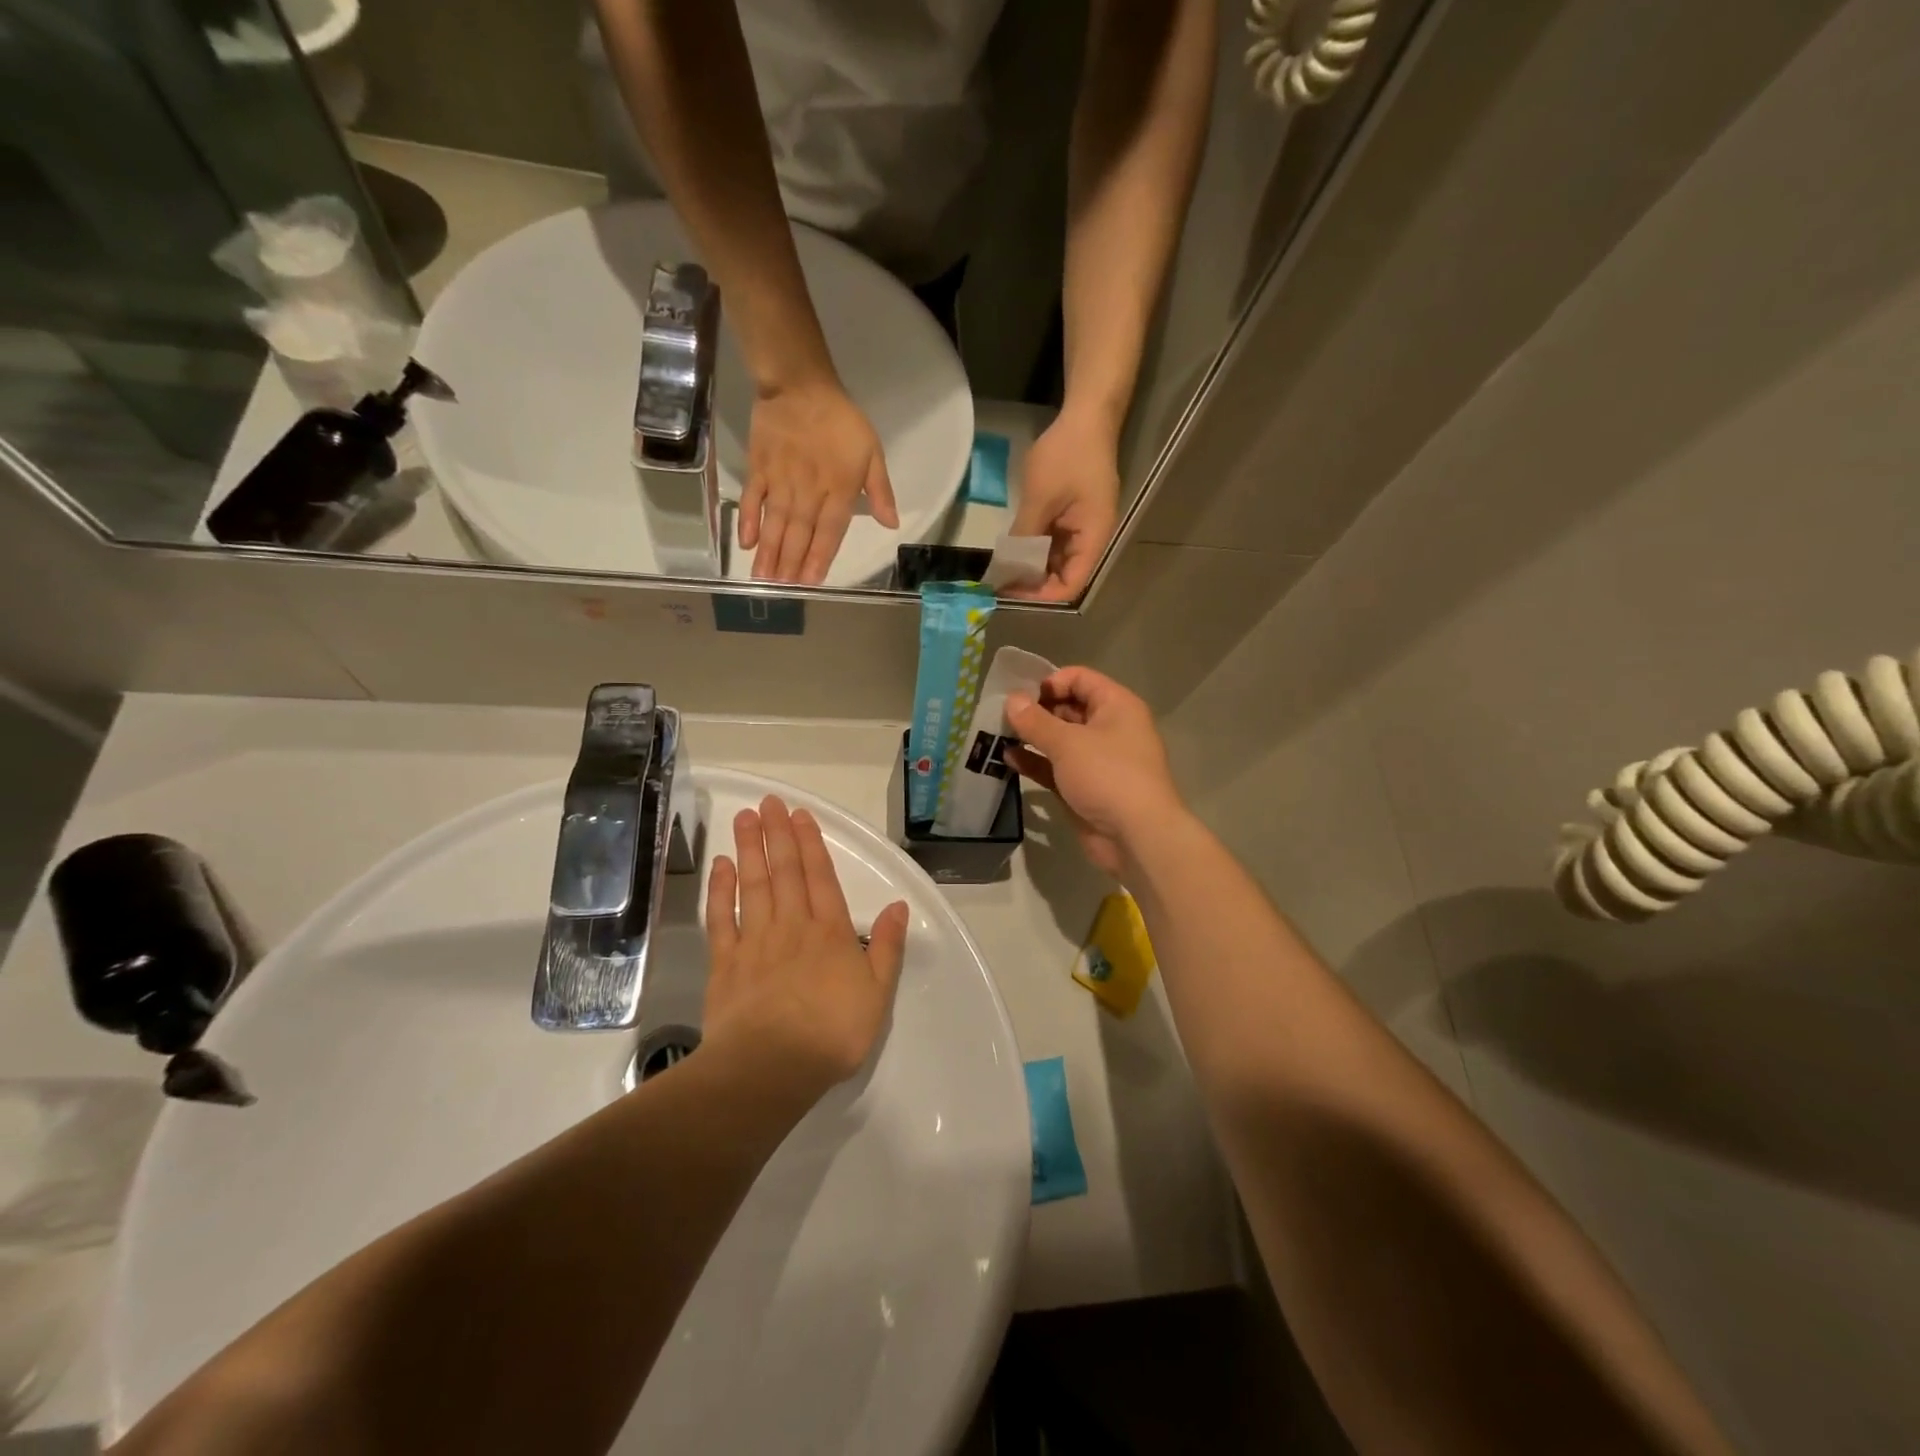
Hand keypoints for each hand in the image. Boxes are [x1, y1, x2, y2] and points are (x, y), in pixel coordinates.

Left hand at [702, 796, 909, 1099]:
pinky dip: (720, 890)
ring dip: (750, 849)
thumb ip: (888, 947)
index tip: (799, 814)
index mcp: (830, 932)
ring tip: (745, 818)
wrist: (771, 1067)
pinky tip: (720, 866)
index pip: (820, 877)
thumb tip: (898, 905)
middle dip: (778, 834)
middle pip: (785, 872)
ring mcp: (755, 941)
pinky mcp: (725, 962)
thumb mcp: (878, 993)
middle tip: (769, 802)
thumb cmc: (832, 1033)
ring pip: (753, 885)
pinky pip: (721, 918)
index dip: (810, 843)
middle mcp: (792, 926)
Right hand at [741, 380, 899, 583]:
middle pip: (799, 534)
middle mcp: (808, 491)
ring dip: (770, 552)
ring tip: (763, 579)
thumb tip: (891, 524)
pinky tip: (746, 543)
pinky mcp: (760, 468)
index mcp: (839, 490)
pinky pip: (754, 499)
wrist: (800, 384)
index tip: (810, 582)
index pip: (829, 532)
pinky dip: (749, 520)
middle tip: (781, 590)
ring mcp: (781, 481)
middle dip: (790, 564)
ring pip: (775, 523)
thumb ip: (880, 491)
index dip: (819, 558)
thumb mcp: (872, 452)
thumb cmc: (841, 420)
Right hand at [1005, 667, 1185, 877]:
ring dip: (1031, 737)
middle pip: (1068, 708)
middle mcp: (1109, 728)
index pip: (1080, 678)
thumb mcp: (1067, 743)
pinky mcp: (1084, 788)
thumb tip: (1011, 700)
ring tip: (997, 735)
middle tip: (1002, 716)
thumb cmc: (1107, 776)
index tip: (1020, 695)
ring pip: (1060, 740)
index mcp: (1116, 706)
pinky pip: (1056, 767)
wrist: (1136, 837)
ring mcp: (1097, 760)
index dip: (1049, 682)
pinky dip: (1035, 762)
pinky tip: (1007, 760)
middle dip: (1035, 711)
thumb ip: (1035, 721)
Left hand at [1008, 410, 1121, 601]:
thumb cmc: (1067, 455)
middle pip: (1064, 576)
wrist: (1086, 416)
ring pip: (1057, 561)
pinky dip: (1034, 548)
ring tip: (1003, 567)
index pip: (1071, 585)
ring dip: (1032, 565)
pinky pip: (1054, 542)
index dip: (1042, 594)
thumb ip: (1024, 537)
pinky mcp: (1073, 517)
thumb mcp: (1040, 498)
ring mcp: (1082, 528)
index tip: (1012, 591)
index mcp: (1094, 538)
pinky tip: (1013, 547)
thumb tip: (1006, 568)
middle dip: (1034, 582)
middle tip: (1001, 581)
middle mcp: (1092, 539)